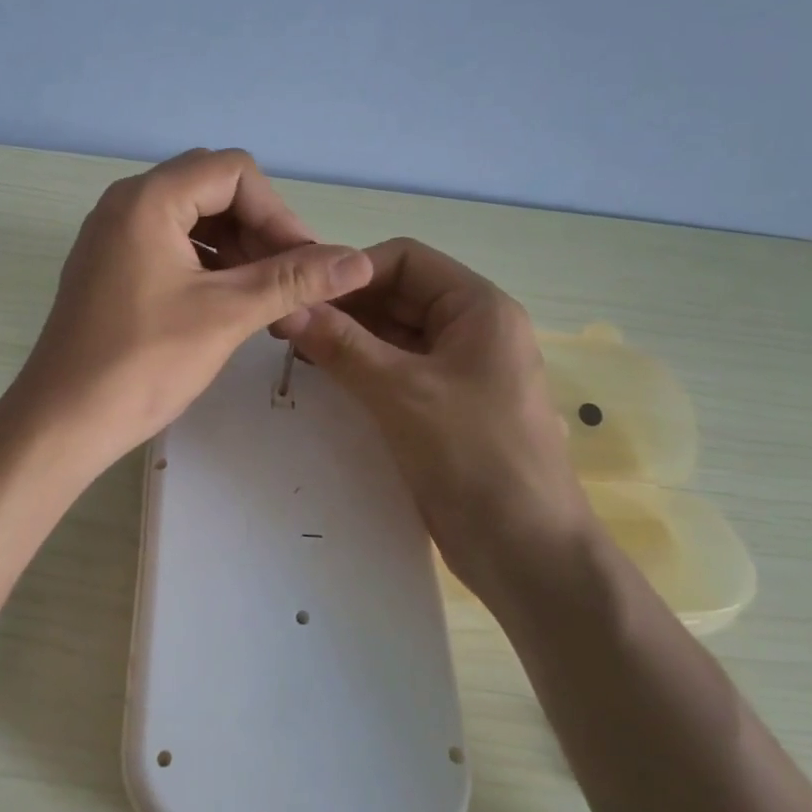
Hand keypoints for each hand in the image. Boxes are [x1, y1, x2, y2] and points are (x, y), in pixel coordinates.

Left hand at [7, 149, 374, 471]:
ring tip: (267, 303)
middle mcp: (126, 204)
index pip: (234, 172)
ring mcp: (113, 236)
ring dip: (238, 253)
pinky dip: (209, 268)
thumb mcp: (226, 315)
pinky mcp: (111, 268)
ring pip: (194, 221)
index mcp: (148, 199)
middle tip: (288, 283)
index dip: (279, 213)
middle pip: (214, 191)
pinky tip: (230, 307)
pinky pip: (171, 247)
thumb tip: (360, 261)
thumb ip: (294, 280)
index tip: (304, 265)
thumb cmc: (143, 363)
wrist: (62, 422)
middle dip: (261, 232)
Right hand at [287, 238, 590, 601]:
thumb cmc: (473, 456)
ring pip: (393, 334)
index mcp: (478, 307)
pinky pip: (396, 369)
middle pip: (398, 295)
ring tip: (294, 348)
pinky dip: (360, 367)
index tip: (301, 292)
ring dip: (347, 337)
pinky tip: (322, 375)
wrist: (526, 552)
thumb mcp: (401, 392)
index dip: (352, 270)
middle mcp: (471, 329)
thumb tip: (286, 308)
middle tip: (286, 323)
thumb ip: (341, 345)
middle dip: (345, 305)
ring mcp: (458, 369)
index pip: (406, 259)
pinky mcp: (443, 405)